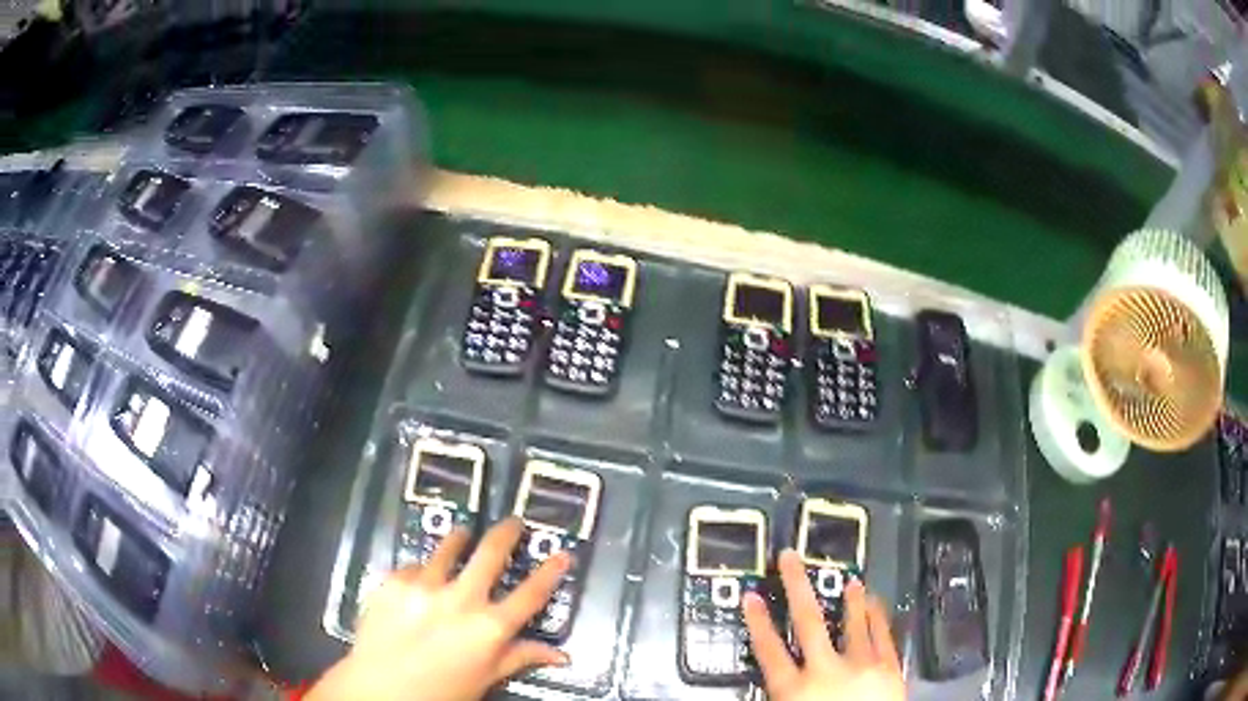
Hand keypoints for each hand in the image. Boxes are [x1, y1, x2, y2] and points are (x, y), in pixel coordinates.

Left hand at [307, 518, 570, 700]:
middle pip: (491, 554)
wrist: (381, 689)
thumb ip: (520, 658)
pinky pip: (414, 565)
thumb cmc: (441, 691)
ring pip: (449, 547)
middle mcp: (461, 600)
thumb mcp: (486, 679)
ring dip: (460, 539)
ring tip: (462, 534)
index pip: (530, 595)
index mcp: (489, 628)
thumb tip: (562, 655)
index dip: (550, 572)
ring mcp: (424, 586)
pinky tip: (419, 578)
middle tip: (513, 522)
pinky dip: (422, 569)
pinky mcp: (394, 581)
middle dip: (506, 533)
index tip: (563, 552)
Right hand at [743, 550, 903, 700]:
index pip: (768, 650)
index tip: (751, 596)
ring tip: (848, 579)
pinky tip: (875, 602)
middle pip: (808, 622)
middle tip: (790, 558)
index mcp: (793, 690)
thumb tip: (776, 675)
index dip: (757, 622)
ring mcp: (862, 666)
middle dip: (797, 587)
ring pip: (852, 623)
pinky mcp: (890, 668)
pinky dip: (878, 616)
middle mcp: (825, 671)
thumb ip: (783, 696)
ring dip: (849, 599)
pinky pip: (883, 635)